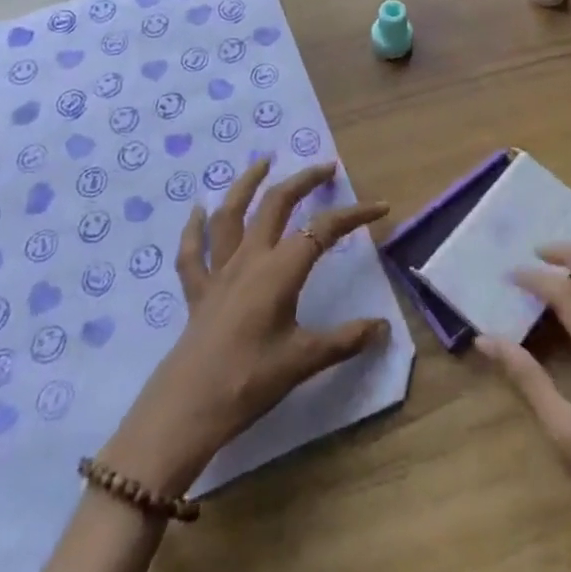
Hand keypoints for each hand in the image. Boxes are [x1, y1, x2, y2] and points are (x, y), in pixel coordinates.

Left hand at [99, 160, 391, 496]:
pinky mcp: (196, 291)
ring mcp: (218, 271)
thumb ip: (345, 340)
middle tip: (325, 168)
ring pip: (231, 215)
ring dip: (247, 184)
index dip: (353, 215)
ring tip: (263, 162)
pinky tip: (198, 211)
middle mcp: (249, 259)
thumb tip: (382, 328)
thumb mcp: (304, 361)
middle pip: (276, 204)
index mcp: (279, 270)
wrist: (187, 409)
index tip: (380, 207)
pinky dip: (195, 229)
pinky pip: (192, 252)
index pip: (323, 230)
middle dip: (303, 181)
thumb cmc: (250, 381)